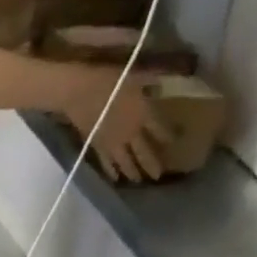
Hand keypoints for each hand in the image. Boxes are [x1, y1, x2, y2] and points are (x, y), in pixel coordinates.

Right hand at [62, 64, 170, 183]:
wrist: (80, 92)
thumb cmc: (109, 80)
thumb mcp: (136, 75)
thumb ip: (151, 81)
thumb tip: (164, 84)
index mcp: (144, 114)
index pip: (161, 129)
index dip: (169, 135)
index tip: (175, 141)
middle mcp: (131, 133)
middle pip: (145, 152)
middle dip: (153, 164)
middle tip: (158, 176)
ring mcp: (114, 143)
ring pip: (126, 162)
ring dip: (134, 172)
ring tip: (139, 181)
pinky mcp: (98, 147)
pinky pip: (106, 163)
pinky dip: (111, 171)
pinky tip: (115, 178)